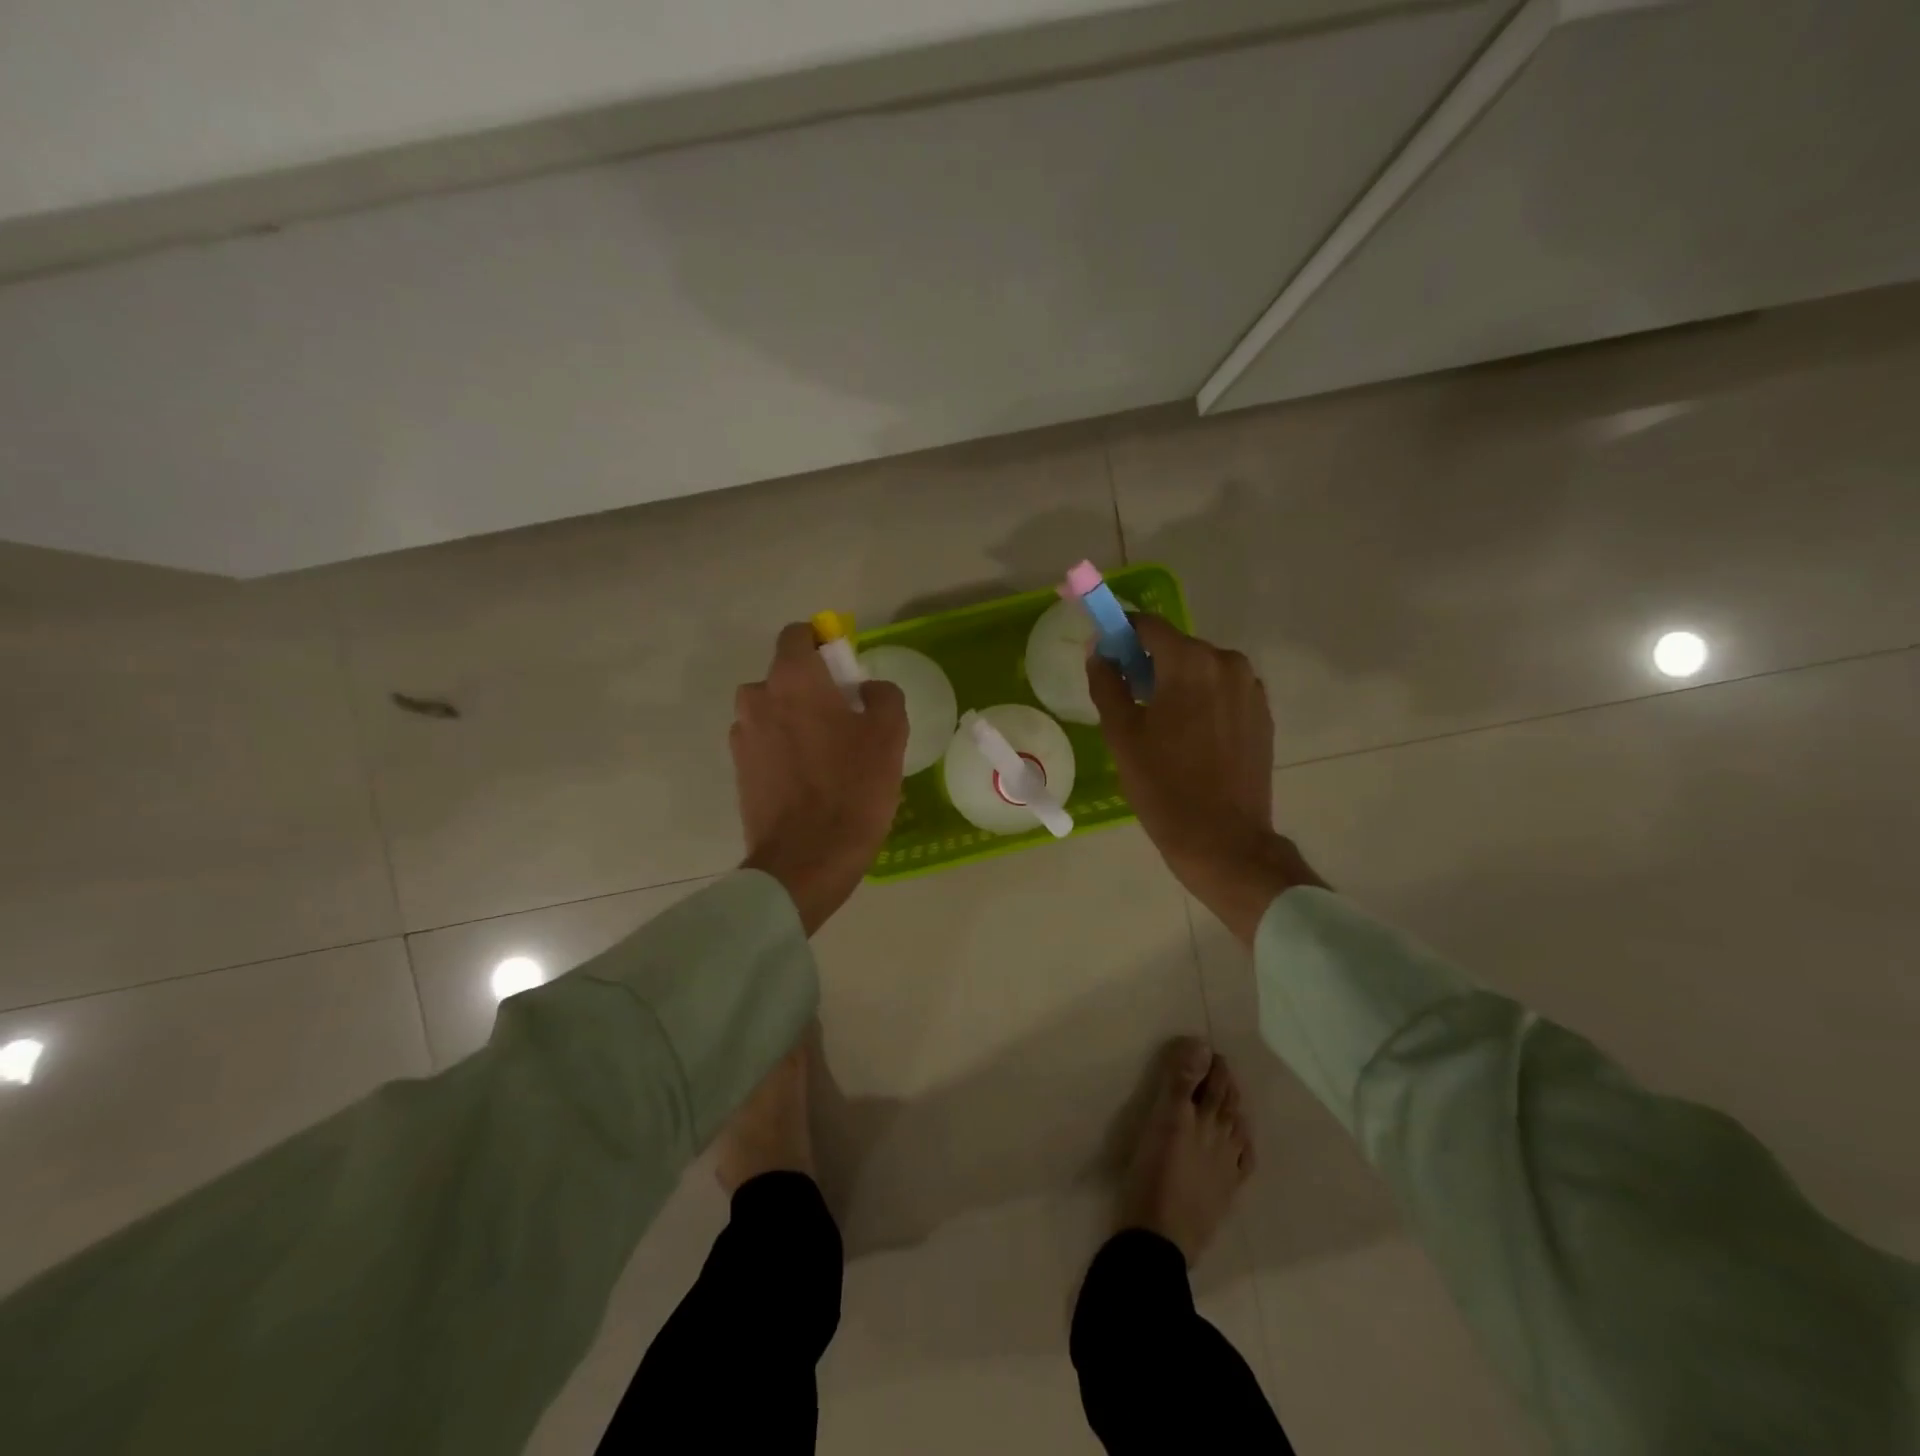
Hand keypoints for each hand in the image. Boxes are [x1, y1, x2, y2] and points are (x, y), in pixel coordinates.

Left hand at [733, 623, 907, 934]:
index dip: (822, 643)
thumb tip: (866, 688)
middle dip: (811, 688)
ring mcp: (742, 737)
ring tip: (827, 754)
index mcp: (791, 680)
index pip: (797, 635)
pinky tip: (810, 779)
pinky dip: (784, 750)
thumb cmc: (852, 789)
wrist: (806, 860)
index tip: (844, 668)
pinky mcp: (739, 771)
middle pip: (784, 676)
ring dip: (796, 720)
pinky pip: (766, 743)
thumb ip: (882, 695)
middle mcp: (757, 699)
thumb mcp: (888, 735)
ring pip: (773, 712)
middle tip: (845, 718)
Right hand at [1087, 616, 1323, 945]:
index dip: (1121, 633)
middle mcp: (1227, 663)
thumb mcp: (1121, 735)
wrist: (1222, 839)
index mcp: (1189, 662)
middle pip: (1177, 646)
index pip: (1148, 625)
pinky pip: (1223, 691)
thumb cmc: (1163, 786)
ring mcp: (1251, 688)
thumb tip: (1099, 653)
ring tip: (1160, 722)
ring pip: (1202, 668)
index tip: (1106, 654)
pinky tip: (1189, 736)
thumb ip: (1107, 683)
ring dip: (1177, 681)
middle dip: (1149, 662)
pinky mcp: (1263, 713)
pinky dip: (1202, 699)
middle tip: (1128, 697)